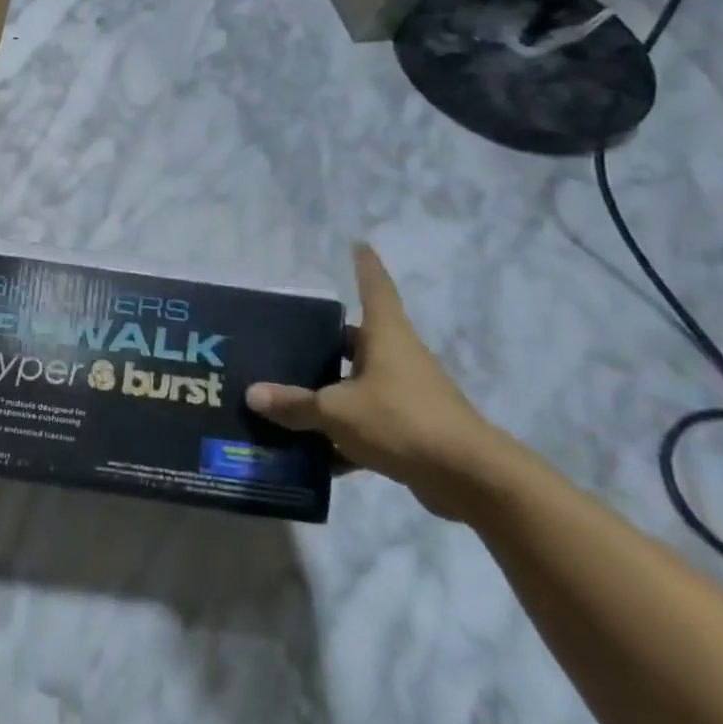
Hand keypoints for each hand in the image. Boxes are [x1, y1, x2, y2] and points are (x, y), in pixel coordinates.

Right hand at [245, 244, 503, 519]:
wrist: (470, 478)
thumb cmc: (402, 421)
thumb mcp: (337, 411)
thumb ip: (295, 404)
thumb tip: (252, 394)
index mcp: (386, 337)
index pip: (375, 289)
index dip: (366, 266)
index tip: (359, 244)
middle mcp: (399, 358)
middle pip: (357, 341)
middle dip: (325, 343)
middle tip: (285, 341)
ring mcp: (408, 394)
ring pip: (359, 385)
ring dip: (330, 393)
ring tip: (287, 400)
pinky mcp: (412, 430)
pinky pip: (368, 423)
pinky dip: (343, 436)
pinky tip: (314, 455)